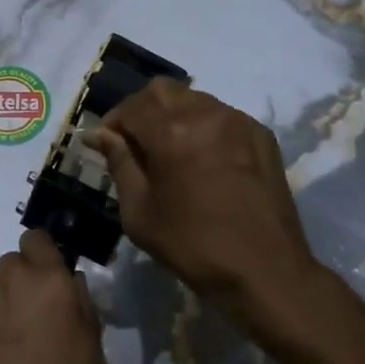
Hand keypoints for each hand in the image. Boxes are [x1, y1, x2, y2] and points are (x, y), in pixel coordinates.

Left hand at [0, 230, 107, 363]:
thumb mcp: (94, 358)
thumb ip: (82, 308)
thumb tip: (70, 282)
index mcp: (51, 282)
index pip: (37, 239)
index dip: (42, 258)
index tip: (48, 285)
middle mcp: (11, 279)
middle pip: (13, 265)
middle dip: (21, 287)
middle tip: (31, 327)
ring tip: (7, 353)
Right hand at [86, 79, 323, 324]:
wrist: (265, 272)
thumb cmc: (193, 246)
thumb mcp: (139, 212)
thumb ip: (119, 163)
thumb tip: (99, 135)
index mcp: (170, 132)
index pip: (130, 107)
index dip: (113, 123)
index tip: (106, 144)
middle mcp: (204, 114)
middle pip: (161, 91)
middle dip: (142, 110)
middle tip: (136, 142)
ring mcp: (237, 121)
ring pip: (193, 99)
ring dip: (173, 114)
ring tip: (170, 149)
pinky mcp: (260, 134)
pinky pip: (221, 115)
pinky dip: (203, 126)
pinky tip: (203, 157)